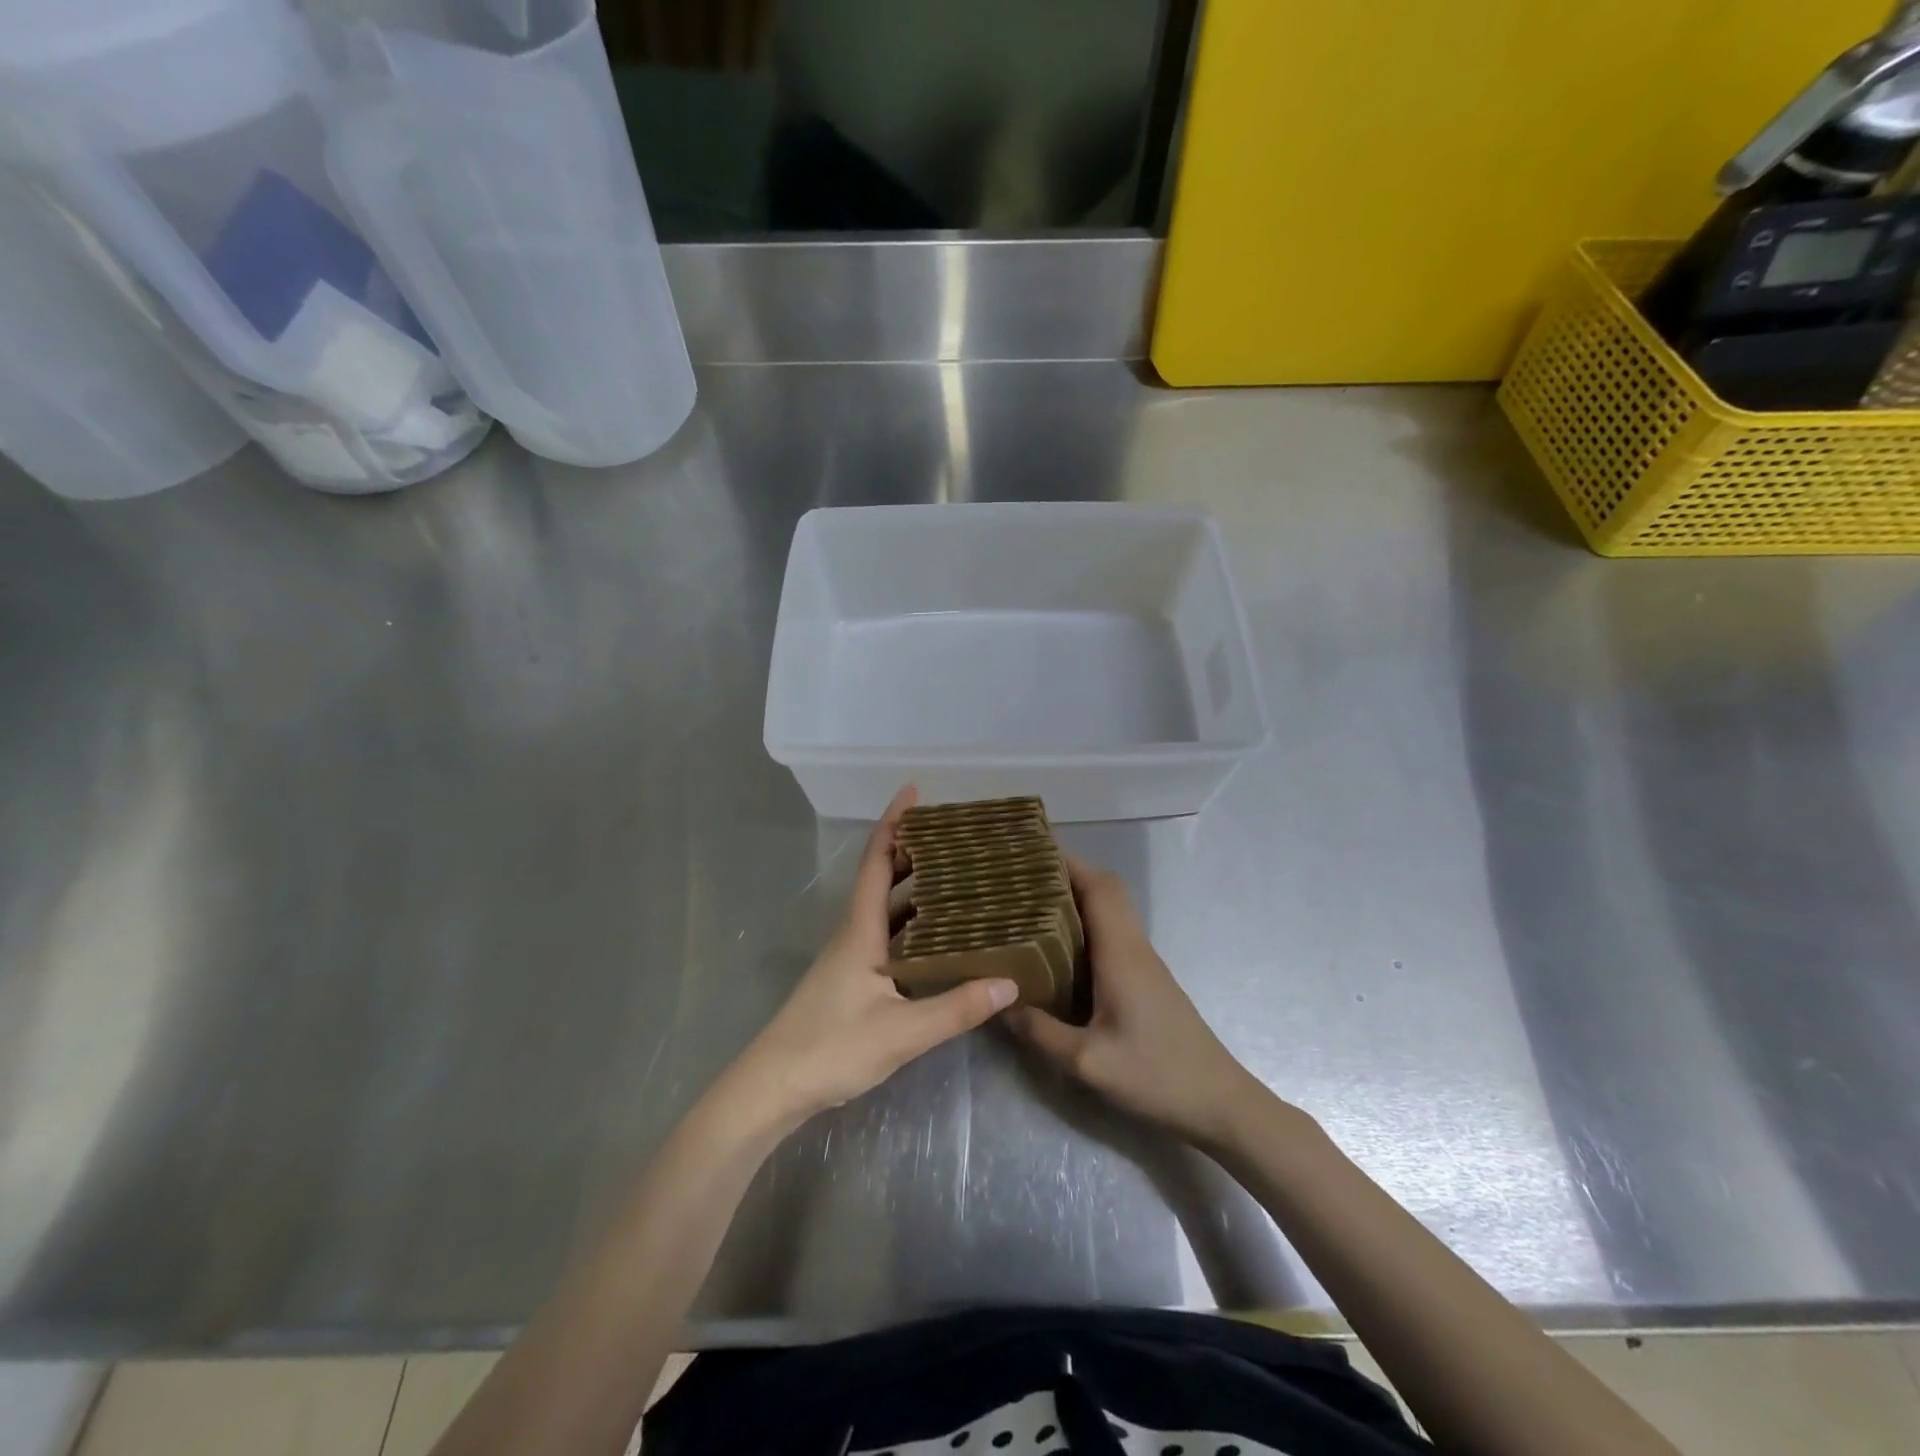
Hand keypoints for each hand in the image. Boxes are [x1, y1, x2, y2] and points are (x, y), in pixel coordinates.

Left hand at [723, 787, 1017, 1131]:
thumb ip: (956, 1008)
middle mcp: (854, 933)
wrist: (773, 1088)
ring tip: (956, 876)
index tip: (914, 791)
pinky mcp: (852, 979)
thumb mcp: (902, 1032)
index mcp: (860, 929)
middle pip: (882, 876)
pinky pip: (886, 934)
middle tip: (954, 836)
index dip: (894, 822)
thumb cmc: (831, 1048)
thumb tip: (1010, 981)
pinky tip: (936, 937)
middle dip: (912, 849)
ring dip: (913, 886)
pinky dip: (911, 922)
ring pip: (884, 907)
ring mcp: (850, 956)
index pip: (877, 861)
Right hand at [1007, 856, 1260, 1147]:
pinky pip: (1111, 935)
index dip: (1066, 862)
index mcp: (1121, 953)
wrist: (1219, 1103)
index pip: (1098, 886)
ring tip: (1029, 905)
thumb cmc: (1157, 1076)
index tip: (1029, 853)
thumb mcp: (1088, 1062)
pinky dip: (1085, 925)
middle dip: (1065, 875)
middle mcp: (1133, 947)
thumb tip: (999, 1005)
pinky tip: (1057, 949)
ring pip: (1109, 911)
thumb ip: (1040, 1032)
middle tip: (1020, 879)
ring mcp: (1143, 963)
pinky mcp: (1145, 980)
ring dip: (1075, 899)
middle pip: (1104, 890)